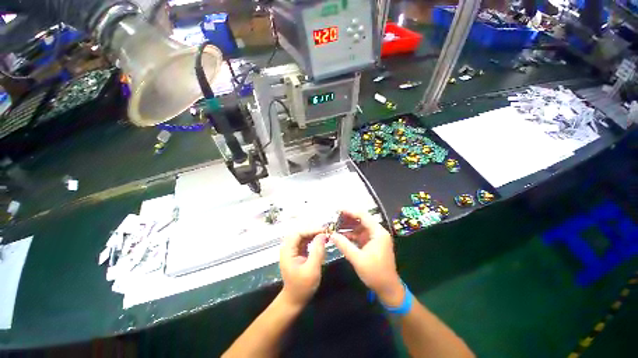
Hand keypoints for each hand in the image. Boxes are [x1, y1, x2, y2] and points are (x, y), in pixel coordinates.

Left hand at [279, 229, 326, 306]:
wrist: (295, 300)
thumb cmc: (302, 287)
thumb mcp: (312, 269)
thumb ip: (317, 251)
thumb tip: (323, 235)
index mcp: (287, 250)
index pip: (298, 233)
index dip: (311, 230)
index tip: (324, 231)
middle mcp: (288, 247)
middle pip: (300, 232)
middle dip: (313, 231)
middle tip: (326, 232)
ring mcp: (292, 250)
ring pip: (303, 236)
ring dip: (314, 234)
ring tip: (325, 235)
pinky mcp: (297, 252)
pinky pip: (305, 241)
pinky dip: (313, 240)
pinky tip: (321, 241)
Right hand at [330, 210, 404, 306]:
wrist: (387, 289)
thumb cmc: (375, 273)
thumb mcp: (357, 259)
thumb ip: (344, 245)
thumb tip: (331, 234)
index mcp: (378, 232)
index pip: (363, 216)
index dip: (350, 212)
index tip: (338, 211)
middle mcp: (377, 232)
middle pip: (361, 220)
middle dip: (348, 219)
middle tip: (334, 218)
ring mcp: (374, 238)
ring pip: (359, 227)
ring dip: (348, 226)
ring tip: (335, 225)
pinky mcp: (371, 244)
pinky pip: (359, 235)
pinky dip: (351, 234)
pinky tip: (340, 235)